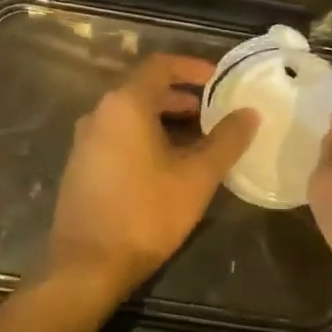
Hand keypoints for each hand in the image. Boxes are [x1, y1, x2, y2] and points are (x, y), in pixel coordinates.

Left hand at [45, 54, 260, 303]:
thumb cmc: (146, 213)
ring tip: (200, 139)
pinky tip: (169, 165)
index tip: (220, 79)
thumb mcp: (197, 177)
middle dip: (183, 96)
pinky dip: (147, 136)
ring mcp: (86, 140)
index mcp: (125, 104)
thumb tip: (249, 113)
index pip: (161, 65)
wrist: (87, 265)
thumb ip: (226, 140)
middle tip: (216, 112)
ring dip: (166, 119)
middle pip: (145, 89)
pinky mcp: (82, 165)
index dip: (193, 67)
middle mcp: (100, 113)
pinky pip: (119, 135)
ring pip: (132, 115)